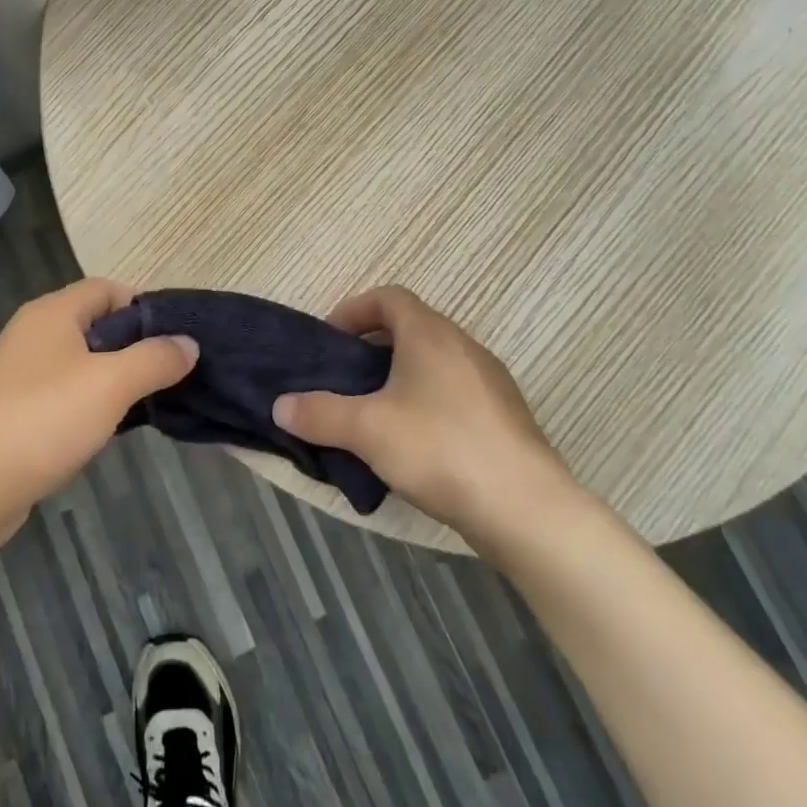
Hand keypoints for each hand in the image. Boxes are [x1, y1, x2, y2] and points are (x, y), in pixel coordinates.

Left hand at [0, 278, 197, 551]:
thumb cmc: (42, 419)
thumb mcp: (110, 384)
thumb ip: (154, 359)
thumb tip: (188, 343)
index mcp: (53, 313)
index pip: (108, 288)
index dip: (144, 307)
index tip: (177, 339)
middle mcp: (34, 334)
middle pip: (95, 325)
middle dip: (134, 347)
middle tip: (171, 375)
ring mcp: (20, 375)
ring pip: (80, 364)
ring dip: (114, 380)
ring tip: (150, 404)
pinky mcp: (14, 412)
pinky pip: (63, 396)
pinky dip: (89, 406)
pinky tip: (108, 431)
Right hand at [273, 285, 586, 559]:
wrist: (526, 509)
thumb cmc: (439, 449)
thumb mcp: (365, 429)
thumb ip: (318, 413)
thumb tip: (279, 406)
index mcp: (430, 334)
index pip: (389, 297)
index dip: (353, 309)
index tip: (331, 340)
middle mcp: (464, 346)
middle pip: (411, 327)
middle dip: (373, 347)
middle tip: (345, 378)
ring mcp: (491, 382)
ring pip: (435, 362)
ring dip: (400, 375)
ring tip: (374, 413)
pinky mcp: (505, 417)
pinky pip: (455, 392)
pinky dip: (427, 401)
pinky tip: (414, 443)